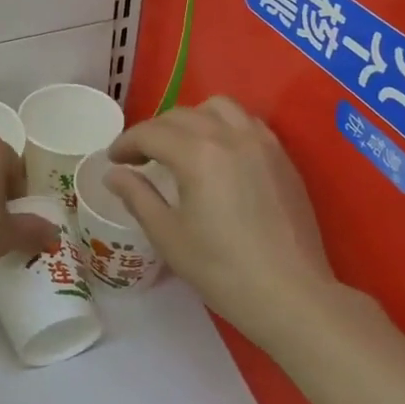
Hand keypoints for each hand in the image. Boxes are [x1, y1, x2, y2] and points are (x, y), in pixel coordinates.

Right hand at [106, 97, 334, 343]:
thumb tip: (113, 174)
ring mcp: (261, 143)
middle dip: (153, 131)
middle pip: (181, 115)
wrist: (291, 296)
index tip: (113, 160)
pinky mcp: (282, 157)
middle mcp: (229, 136)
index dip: (126, 143)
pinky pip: (246, 122)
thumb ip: (137, 196)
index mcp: (197, 154)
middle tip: (140, 158)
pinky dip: (223, 126)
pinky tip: (218, 154)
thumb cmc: (222, 269)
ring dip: (191, 119)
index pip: (150, 133)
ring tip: (181, 147)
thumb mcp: (168, 235)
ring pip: (218, 108)